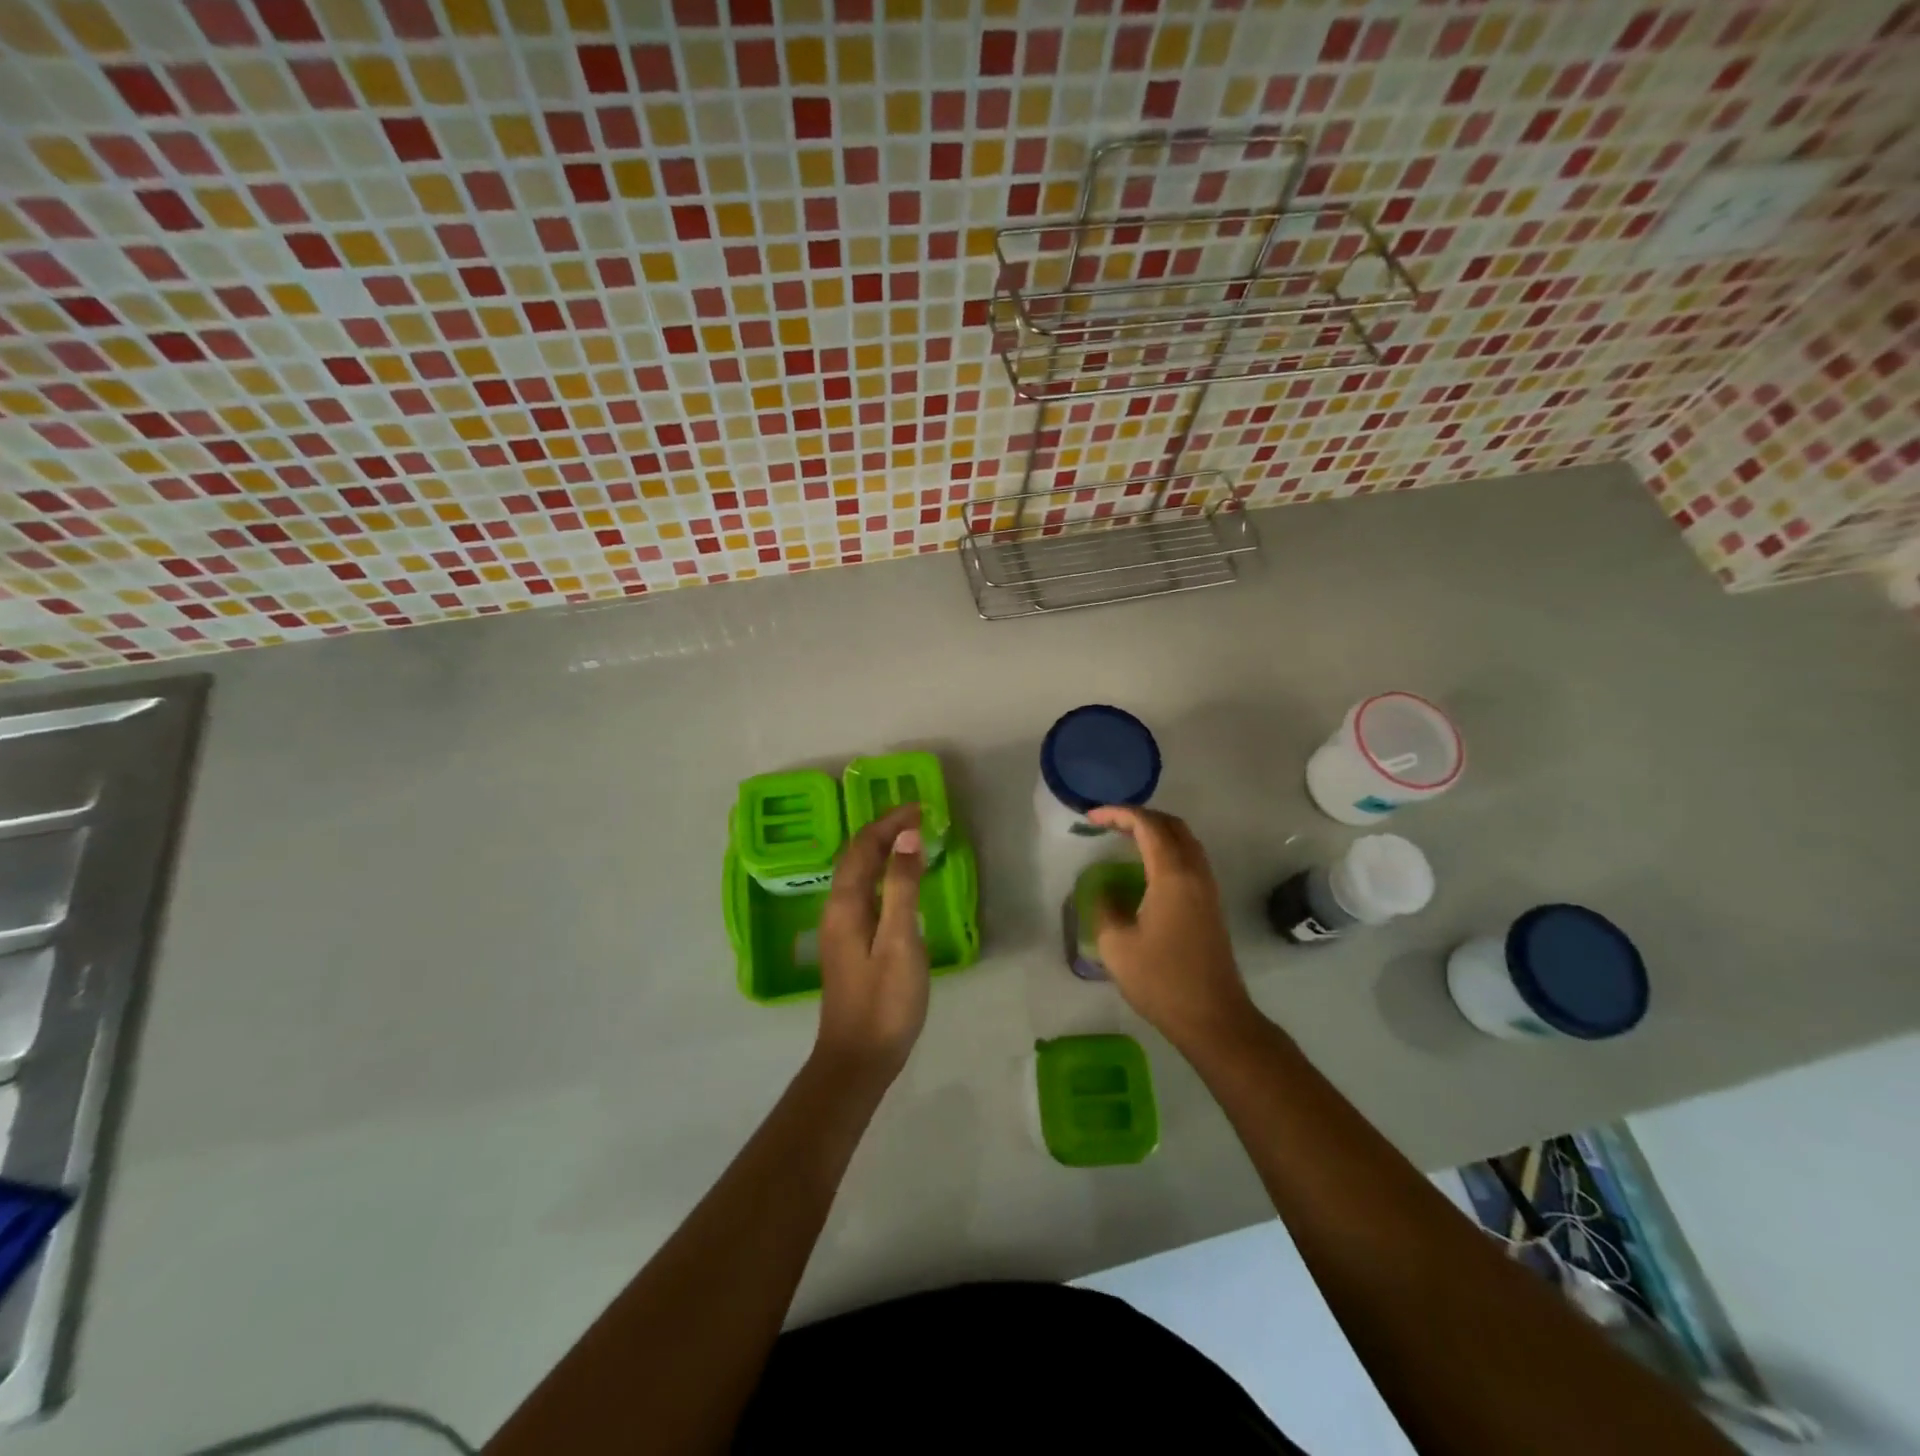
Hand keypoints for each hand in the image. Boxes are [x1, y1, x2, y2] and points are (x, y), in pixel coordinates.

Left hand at [814, 805, 928, 1085]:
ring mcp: (839, 929)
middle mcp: (835, 910)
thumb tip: (906, 836)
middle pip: (855, 857)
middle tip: (917, 817)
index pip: (863, 847)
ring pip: (856, 875)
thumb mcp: (900, 941)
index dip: (889, 822)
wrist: (858, 1060)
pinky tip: (898, 883)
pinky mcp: (848, 945)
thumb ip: (902, 887)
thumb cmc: (885, 1002)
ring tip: (910, 839)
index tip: (920, 807)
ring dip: (880, 850)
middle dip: (883, 831)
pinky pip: (862, 893)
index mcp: (845, 905)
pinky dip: (880, 874)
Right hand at [1088, 806, 1255, 1050]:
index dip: (1118, 814)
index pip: (1148, 826)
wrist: (1213, 1018)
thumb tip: (1105, 891)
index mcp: (1172, 876)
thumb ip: (1105, 908)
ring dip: (1156, 831)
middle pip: (1172, 826)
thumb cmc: (1161, 980)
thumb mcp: (1117, 945)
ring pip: (1185, 841)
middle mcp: (1195, 874)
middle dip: (1139, 816)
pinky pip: (1190, 860)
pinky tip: (1147, 868)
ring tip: (1125, 839)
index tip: (1091, 817)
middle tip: (1109, 823)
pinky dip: (1167, 850)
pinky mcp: (1211, 905)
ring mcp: (1208, 889)